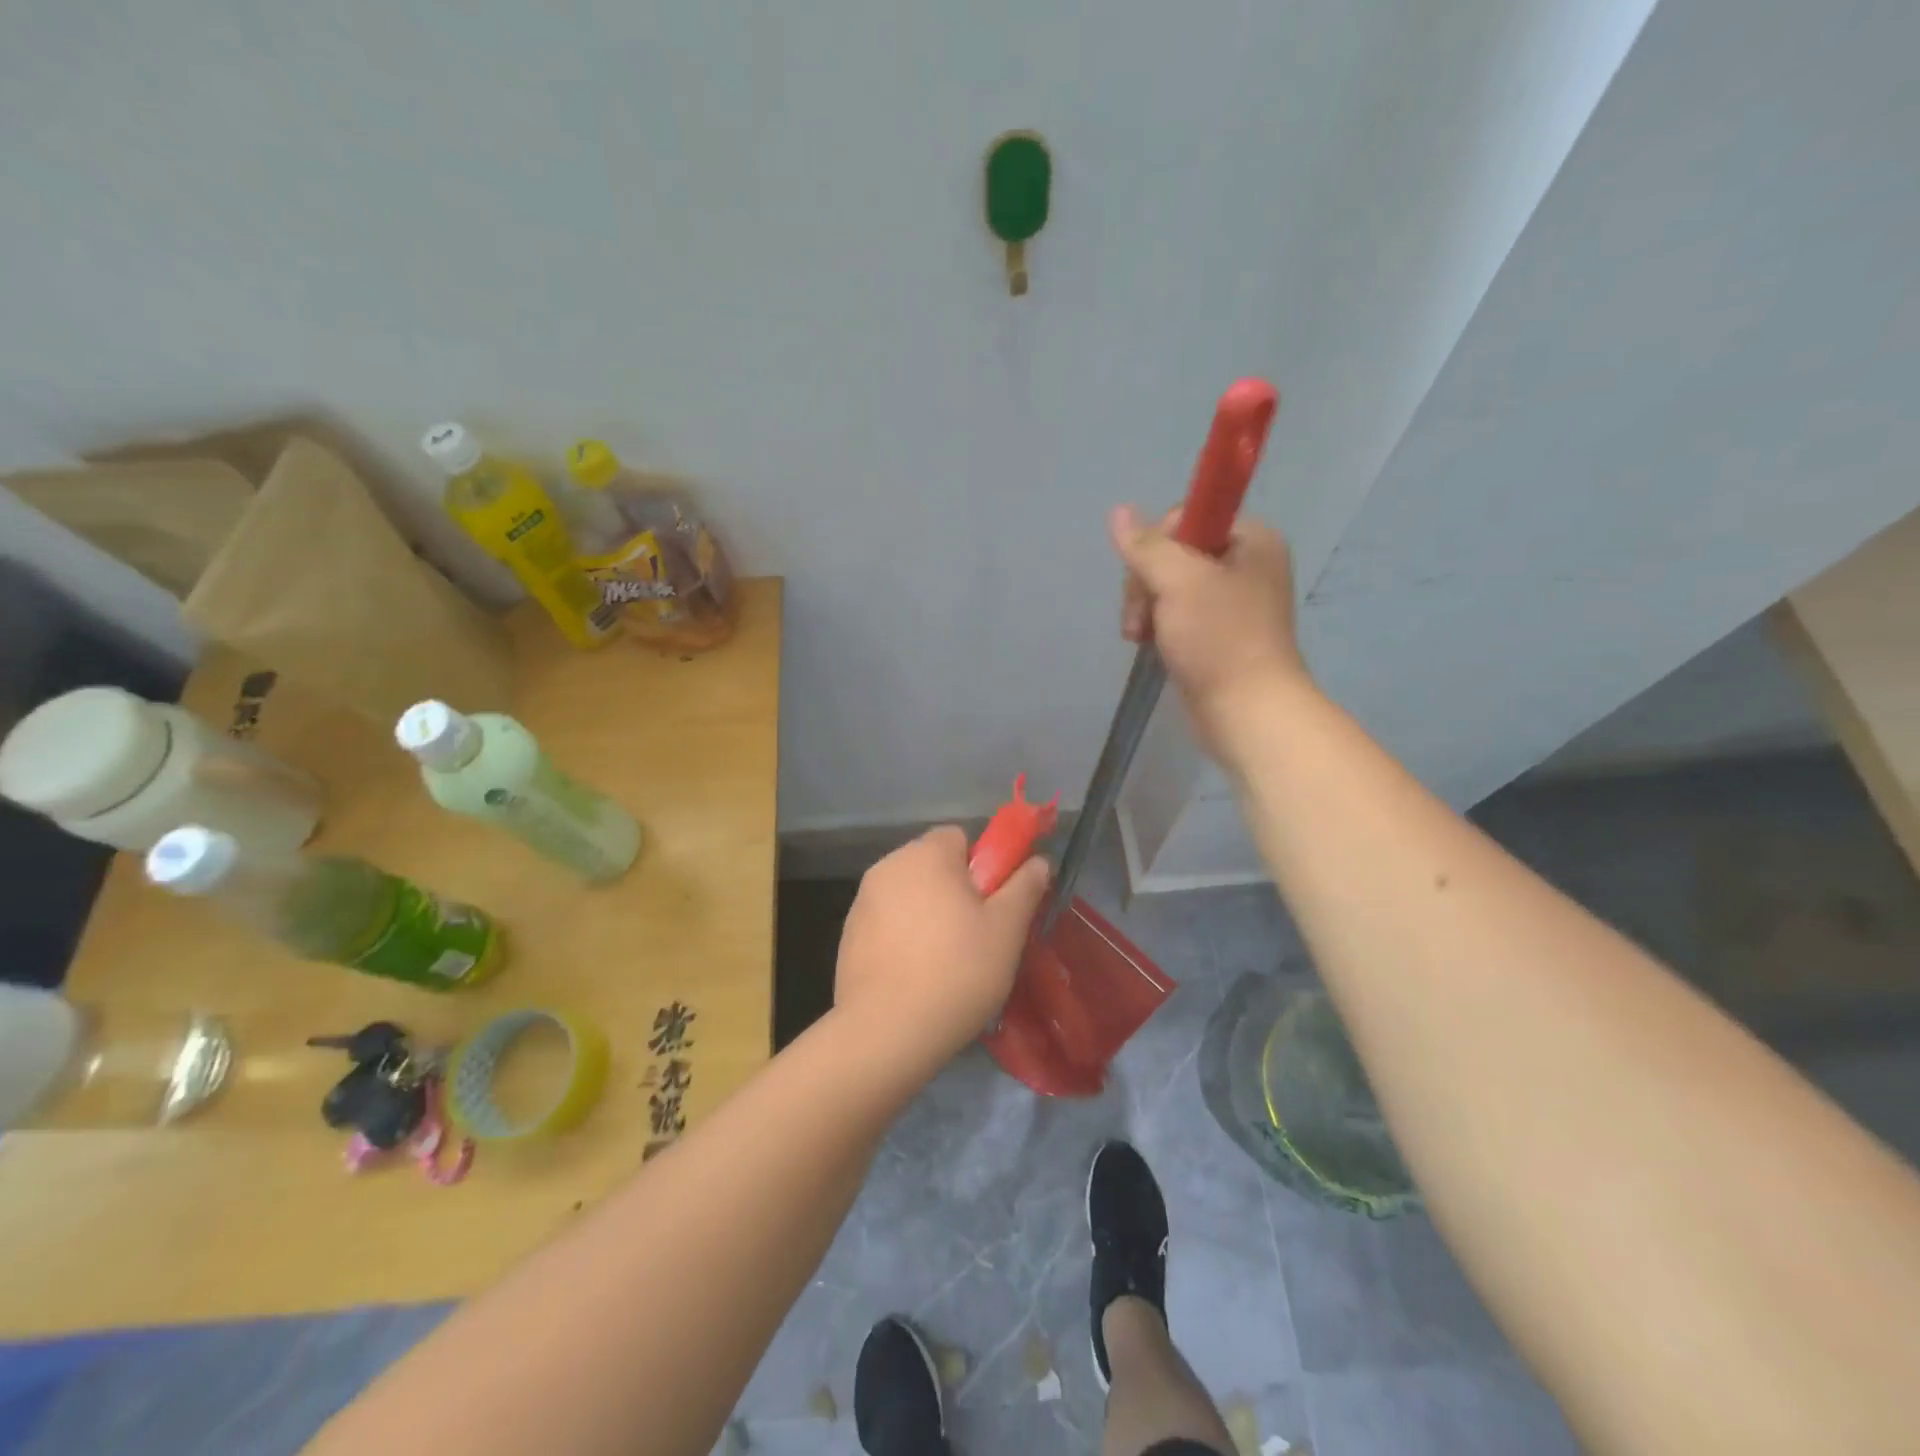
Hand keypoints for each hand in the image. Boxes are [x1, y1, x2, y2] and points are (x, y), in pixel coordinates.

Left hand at [834, 827, 1049, 1074]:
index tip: (992, 904)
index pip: (960, 837)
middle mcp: (888, 865)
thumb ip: (1025, 887)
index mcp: (926, 853)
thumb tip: (1039, 861)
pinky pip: (887, 922)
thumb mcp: (1007, 929)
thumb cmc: (957, 971)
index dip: (982, 866)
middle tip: (976, 935)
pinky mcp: (848, 934)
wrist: (886, 1031)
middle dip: (955, 890)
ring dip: (928, 913)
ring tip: (945, 961)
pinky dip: (903, 936)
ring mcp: (862, 900)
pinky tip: (915, 974)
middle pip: (932, 865)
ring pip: (909, 894)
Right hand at [1109, 505, 1308, 748]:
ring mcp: (1231, 603)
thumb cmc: (1219, 640)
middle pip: (1173, 553)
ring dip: (1145, 608)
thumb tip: (1118, 511)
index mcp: (1251, 540)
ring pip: (1168, 587)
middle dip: (1146, 583)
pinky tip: (1147, 645)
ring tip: (1139, 637)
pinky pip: (1175, 615)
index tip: (1148, 578)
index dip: (1157, 544)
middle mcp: (1245, 565)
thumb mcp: (1179, 582)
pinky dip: (1156, 626)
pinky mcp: (1217, 635)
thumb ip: (1146, 546)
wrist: (1247, 711)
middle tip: (1141, 617)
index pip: (1187, 518)